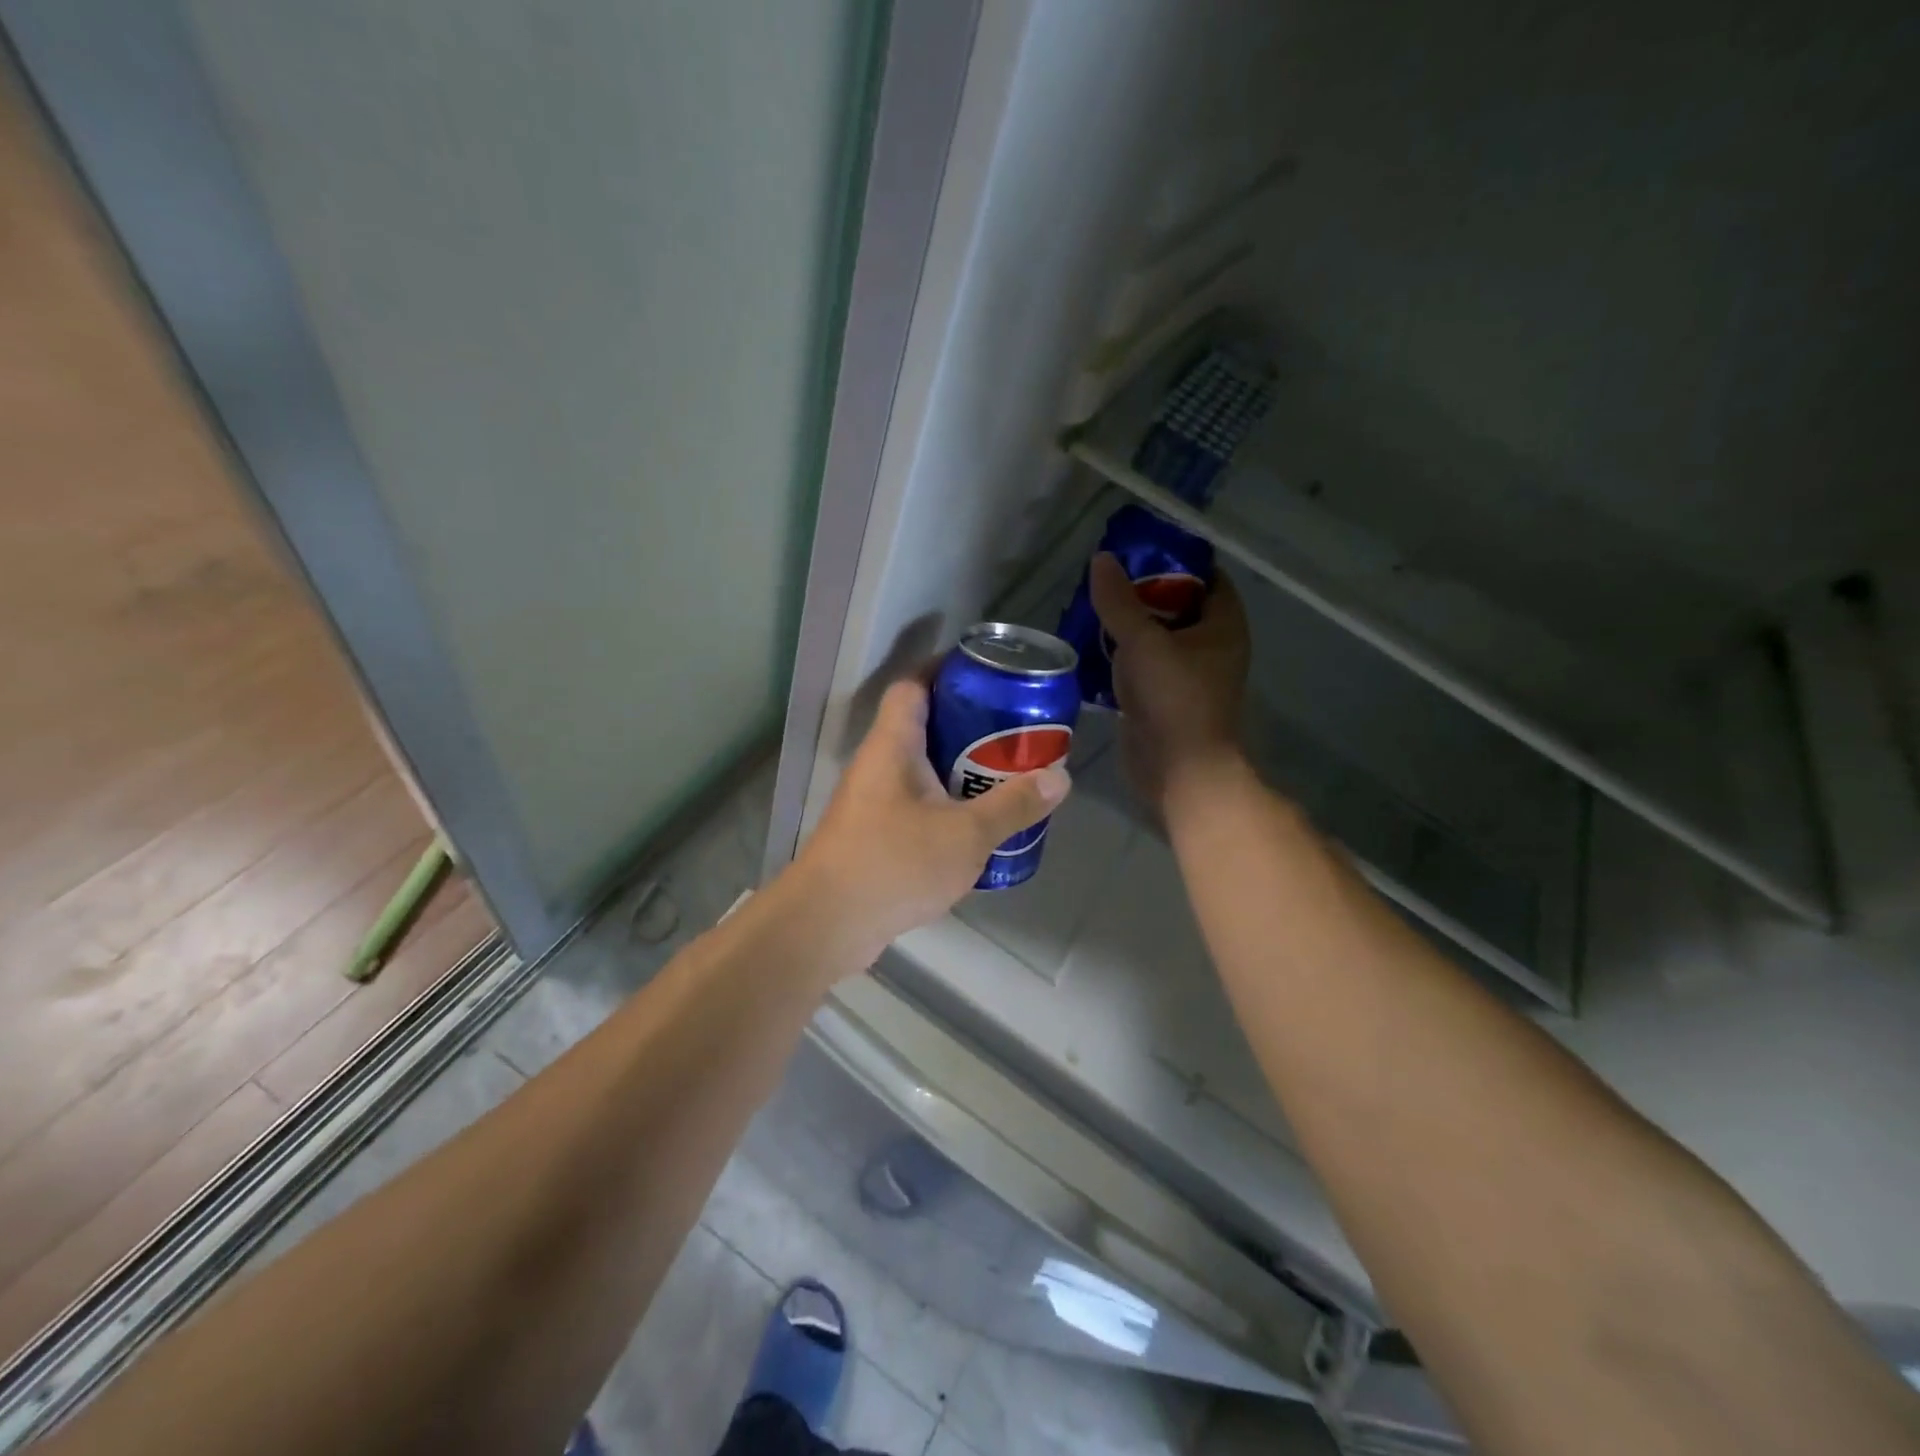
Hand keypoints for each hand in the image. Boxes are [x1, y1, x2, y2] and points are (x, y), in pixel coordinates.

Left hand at [793, 677, 1070, 964]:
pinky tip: (977, 827)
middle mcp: (878, 765)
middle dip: (968, 726)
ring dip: (959, 770)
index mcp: (894, 746)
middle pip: (923, 726)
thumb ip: (1014, 805)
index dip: (945, 670)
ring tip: (1005, 777)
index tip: (986, 674)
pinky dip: (946, 806)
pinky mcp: (873, 835)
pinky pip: (916, 805)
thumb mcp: (966, 835)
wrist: (827, 924)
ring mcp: (872, 802)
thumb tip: (1060, 778)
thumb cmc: (894, 864)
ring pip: (921, 770)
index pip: (913, 686)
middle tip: (1013, 733)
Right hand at [1090, 552, 1250, 807]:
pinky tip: (1089, 645)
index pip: (1206, 576)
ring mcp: (1186, 675)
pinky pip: (1141, 665)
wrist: (1178, 770)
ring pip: (1156, 637)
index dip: (1176, 559)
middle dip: (1143, 591)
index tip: (1138, 550)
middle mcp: (1210, 646)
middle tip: (1106, 579)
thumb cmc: (1173, 698)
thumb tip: (1102, 559)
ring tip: (1091, 606)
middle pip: (1177, 605)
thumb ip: (1119, 600)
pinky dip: (1120, 655)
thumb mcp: (1143, 641)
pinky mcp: (1162, 698)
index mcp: (1222, 625)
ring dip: (1127, 624)